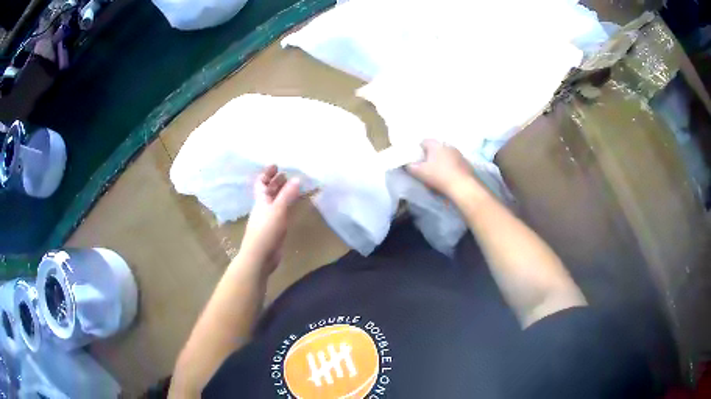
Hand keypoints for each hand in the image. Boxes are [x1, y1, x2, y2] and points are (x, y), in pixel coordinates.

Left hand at [239, 165, 300, 277]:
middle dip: (276, 182)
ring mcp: (268, 219)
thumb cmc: (266, 230)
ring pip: (274, 202)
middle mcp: (263, 208)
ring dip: (282, 194)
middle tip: (287, 174)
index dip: (267, 173)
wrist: (260, 256)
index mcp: (260, 200)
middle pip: (268, 191)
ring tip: (294, 188)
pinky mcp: (274, 230)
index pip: (261, 183)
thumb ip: (287, 195)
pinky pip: (280, 213)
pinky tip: (293, 207)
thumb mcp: (277, 210)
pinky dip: (286, 206)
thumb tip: (297, 178)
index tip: (277, 165)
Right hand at [406, 140, 476, 197]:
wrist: (462, 185)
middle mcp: (447, 145)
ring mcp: (458, 153)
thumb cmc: (439, 176)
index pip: (424, 141)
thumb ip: (411, 167)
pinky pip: (455, 162)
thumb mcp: (420, 173)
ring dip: (442, 160)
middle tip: (427, 165)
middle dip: (431, 155)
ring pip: (446, 154)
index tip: (417, 158)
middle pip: (436, 148)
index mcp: (435, 145)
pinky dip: (451, 166)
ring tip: (439, 171)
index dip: (419, 149)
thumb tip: (407, 164)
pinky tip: (449, 175)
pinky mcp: (465, 162)